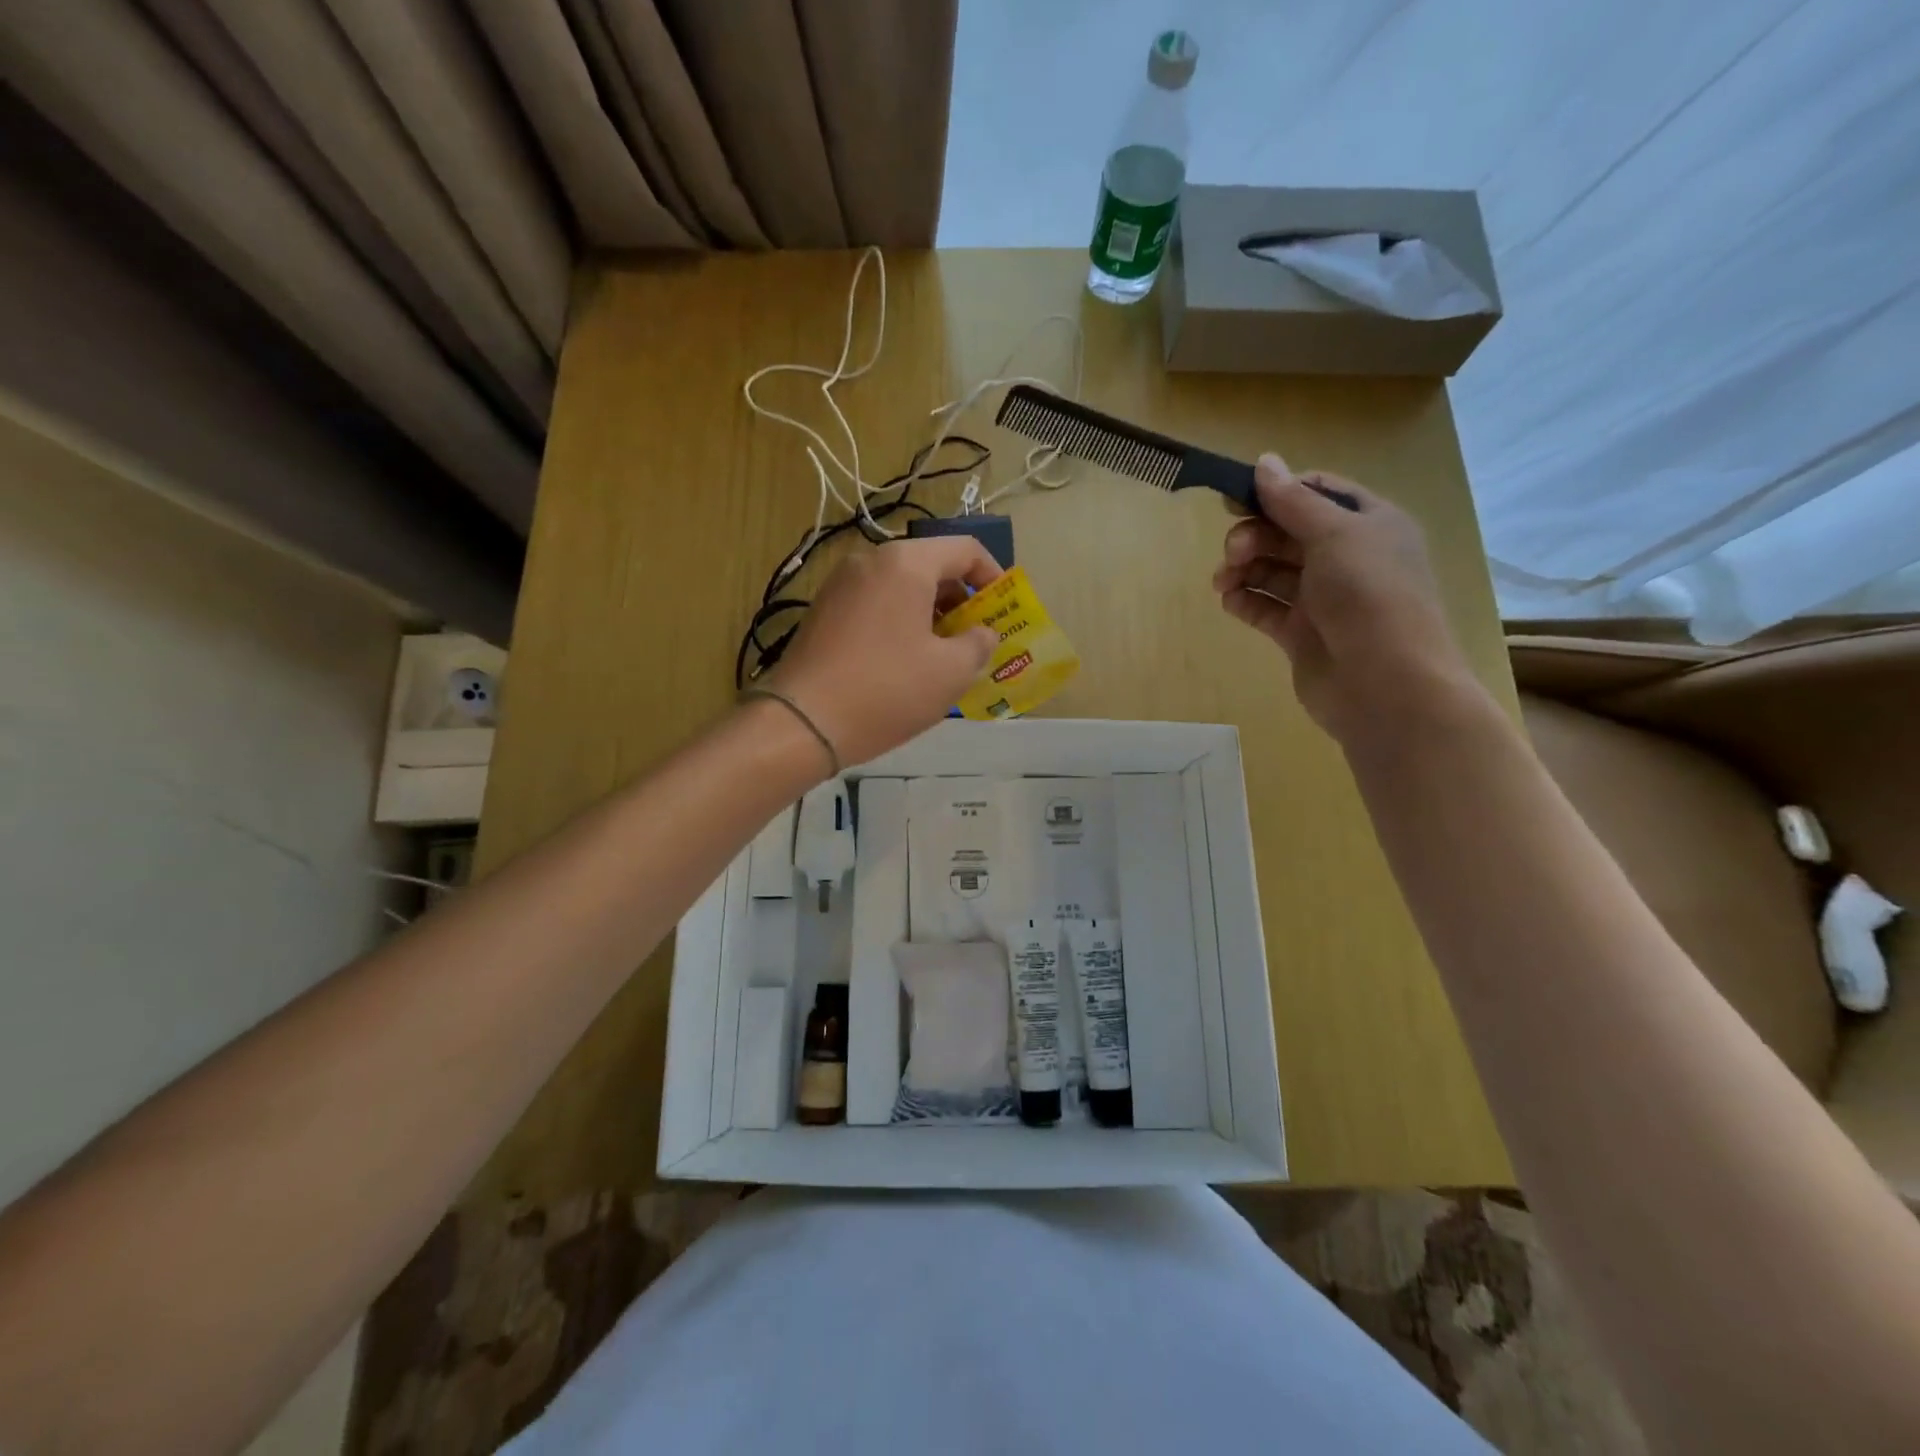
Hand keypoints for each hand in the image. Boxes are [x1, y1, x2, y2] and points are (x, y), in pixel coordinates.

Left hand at [765, 537, 1000, 764]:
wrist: (803, 723)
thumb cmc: (887, 690)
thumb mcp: (950, 671)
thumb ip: (978, 643)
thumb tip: (982, 632)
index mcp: (905, 563)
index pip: (964, 549)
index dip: (994, 576)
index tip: (1004, 609)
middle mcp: (869, 561)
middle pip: (930, 566)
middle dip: (961, 600)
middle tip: (976, 638)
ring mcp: (840, 585)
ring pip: (901, 587)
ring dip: (930, 614)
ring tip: (944, 655)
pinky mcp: (822, 611)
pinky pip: (875, 605)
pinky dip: (900, 622)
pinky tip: (905, 662)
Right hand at [1212, 454, 1479, 741]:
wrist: (1387, 685)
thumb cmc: (1369, 597)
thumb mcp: (1335, 535)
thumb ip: (1293, 501)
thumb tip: (1264, 461)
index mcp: (1368, 525)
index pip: (1317, 493)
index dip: (1277, 492)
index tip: (1236, 498)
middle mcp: (1347, 558)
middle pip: (1288, 533)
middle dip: (1255, 535)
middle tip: (1233, 552)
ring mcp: (1324, 600)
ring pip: (1273, 572)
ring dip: (1243, 569)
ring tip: (1222, 582)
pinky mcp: (1302, 635)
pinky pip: (1266, 609)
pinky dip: (1245, 602)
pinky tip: (1230, 602)